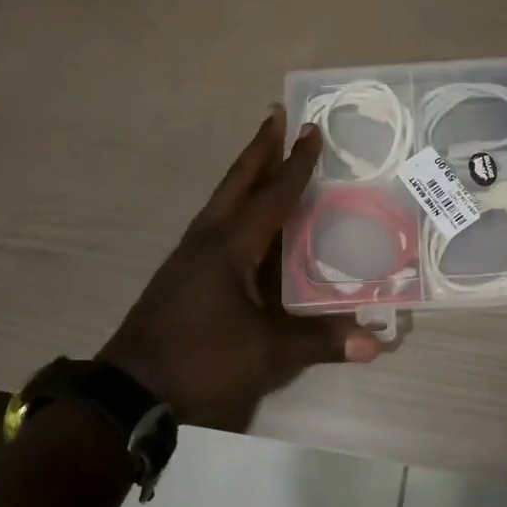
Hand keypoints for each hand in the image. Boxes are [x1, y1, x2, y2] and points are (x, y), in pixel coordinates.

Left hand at [98, 108, 385, 428]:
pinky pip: (217, 221)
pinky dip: (237, 203)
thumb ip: (319, 342)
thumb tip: (374, 343)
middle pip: (238, 182)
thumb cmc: (201, 361)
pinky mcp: (183, 272)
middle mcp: (208, 238)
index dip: (296, 163)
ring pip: (224, 199)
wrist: (131, 390)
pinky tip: (248, 217)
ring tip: (267, 155)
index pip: (272, 195)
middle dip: (260, 149)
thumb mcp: (266, 354)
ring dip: (247, 174)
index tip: (311, 129)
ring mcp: (190, 254)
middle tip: (277, 116)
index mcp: (230, 246)